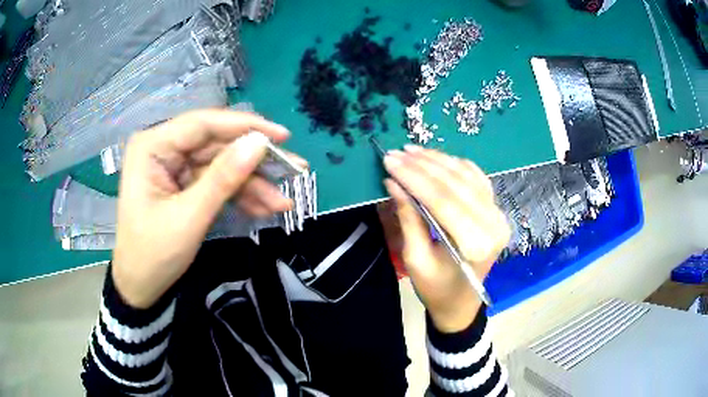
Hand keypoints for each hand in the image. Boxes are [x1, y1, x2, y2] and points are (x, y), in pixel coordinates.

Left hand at [112, 109, 297, 308]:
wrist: (141, 288)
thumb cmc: (153, 254)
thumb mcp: (189, 217)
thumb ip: (223, 178)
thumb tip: (259, 144)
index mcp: (153, 146)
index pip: (203, 124)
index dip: (245, 126)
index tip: (283, 136)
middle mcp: (164, 149)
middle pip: (216, 145)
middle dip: (254, 162)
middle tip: (294, 170)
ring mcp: (175, 167)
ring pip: (221, 165)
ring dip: (251, 184)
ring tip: (282, 203)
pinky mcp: (184, 184)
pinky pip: (216, 182)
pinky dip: (239, 195)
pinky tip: (263, 209)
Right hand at [380, 145, 509, 332]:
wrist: (461, 303)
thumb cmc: (436, 289)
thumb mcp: (415, 259)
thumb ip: (408, 218)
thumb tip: (393, 182)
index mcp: (475, 244)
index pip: (442, 200)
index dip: (414, 177)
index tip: (390, 161)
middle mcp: (492, 224)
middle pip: (455, 185)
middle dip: (422, 165)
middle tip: (396, 153)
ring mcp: (498, 215)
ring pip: (467, 176)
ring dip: (438, 160)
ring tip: (412, 150)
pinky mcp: (495, 210)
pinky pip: (477, 178)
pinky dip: (456, 165)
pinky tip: (437, 158)